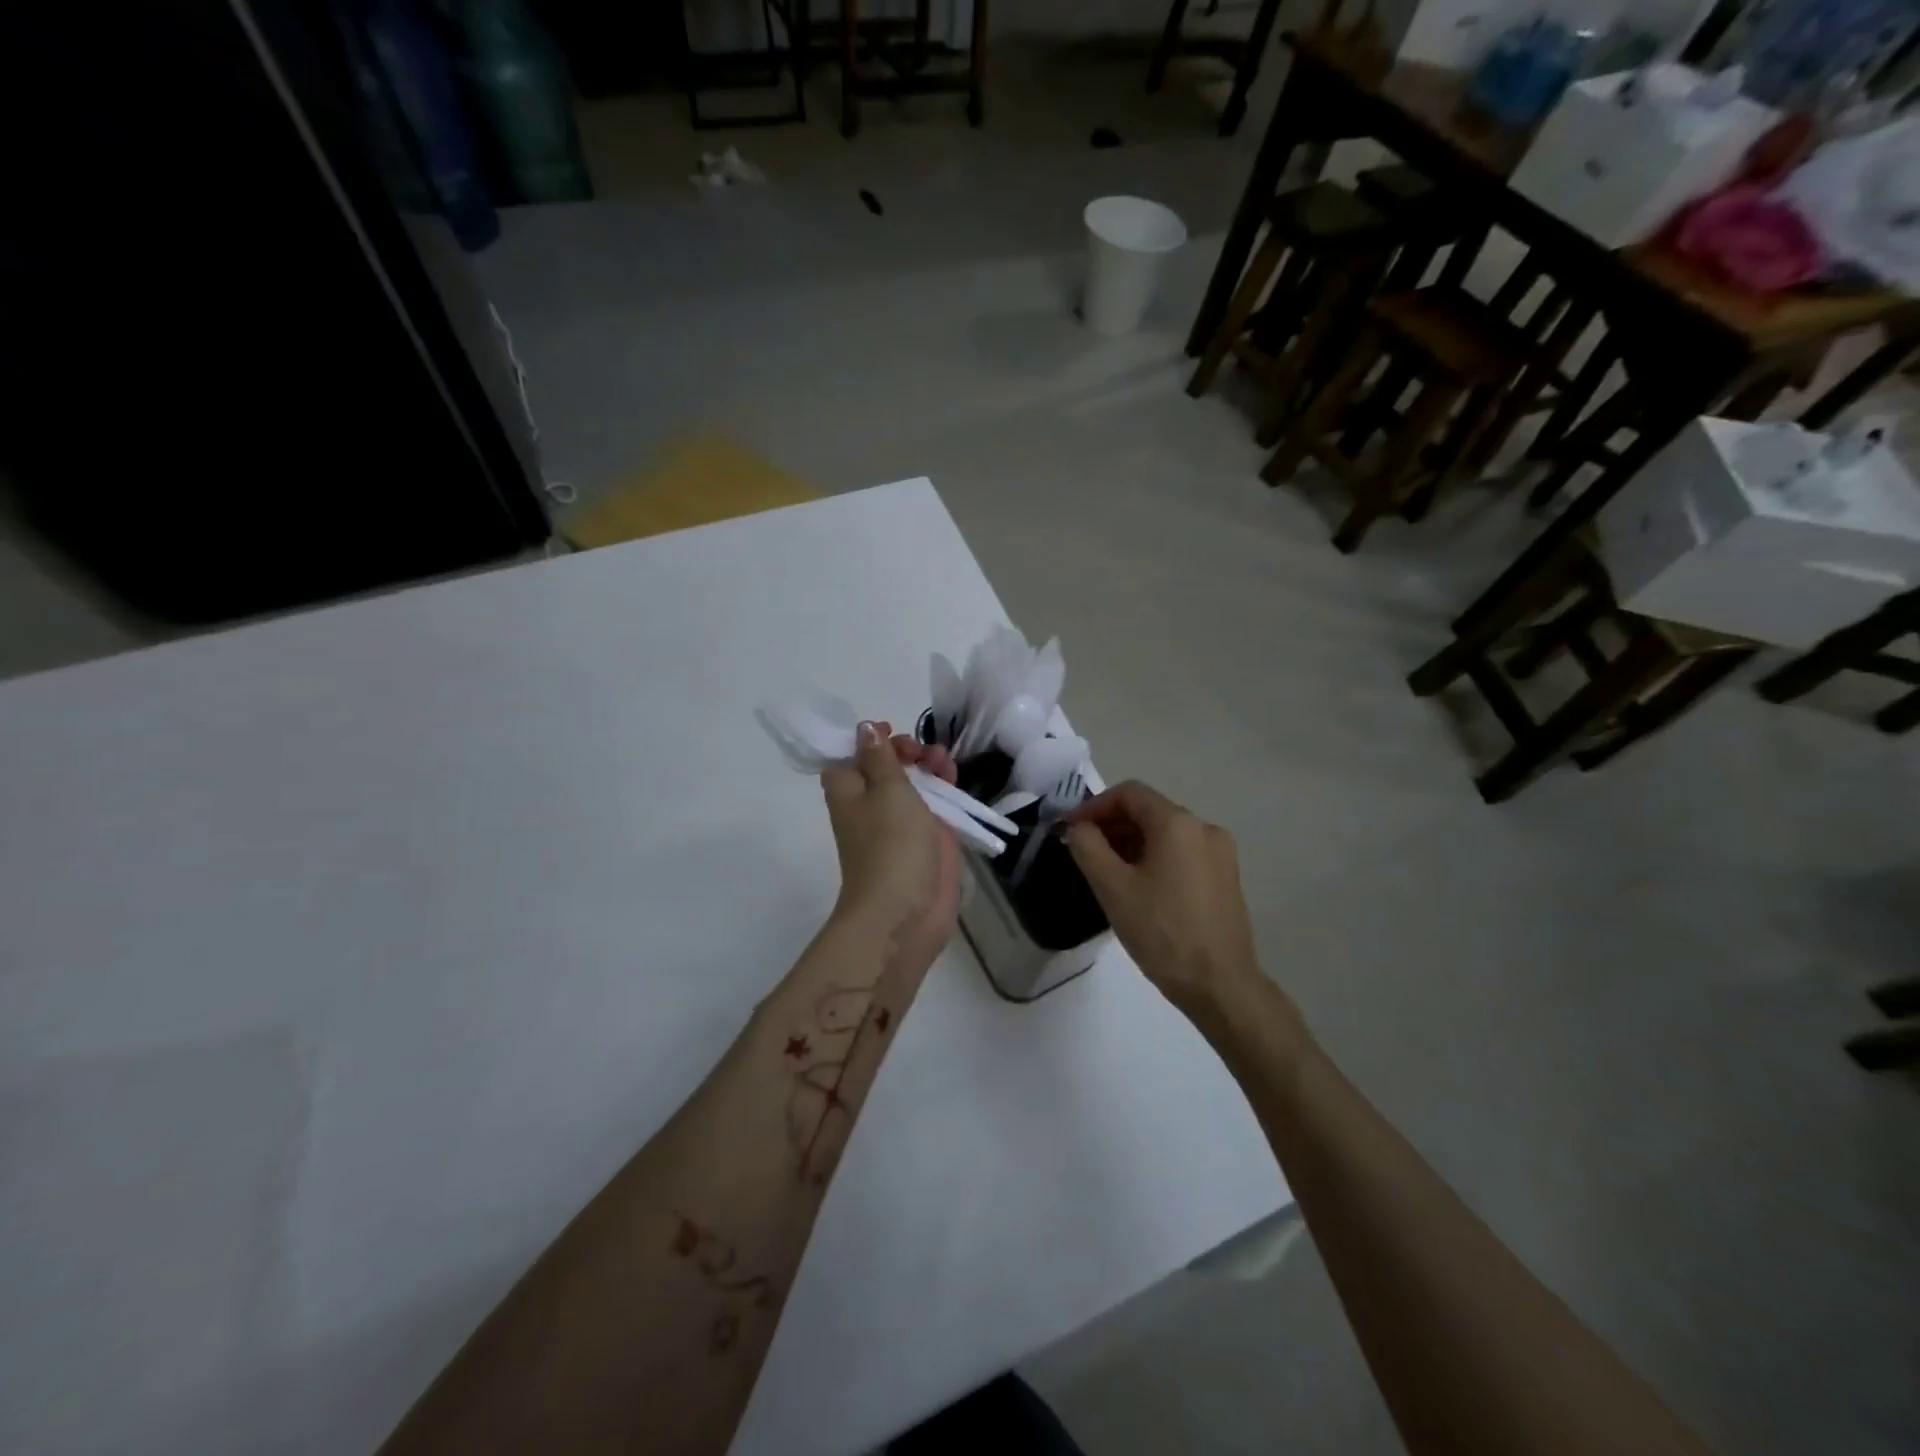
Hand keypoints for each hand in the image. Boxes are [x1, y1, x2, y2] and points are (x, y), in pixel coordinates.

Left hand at [820, 722, 960, 983]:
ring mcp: (900, 822)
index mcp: (848, 791)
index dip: (865, 740)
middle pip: (884, 767)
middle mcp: (870, 803)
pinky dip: (943, 787)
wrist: (905, 912)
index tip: (888, 729)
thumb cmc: (890, 844)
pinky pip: (934, 804)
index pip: (848, 756)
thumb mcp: (886, 790)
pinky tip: (954, 775)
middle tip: (918, 750)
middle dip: (903, 750)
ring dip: (927, 765)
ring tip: (942, 760)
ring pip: (913, 783)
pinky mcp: (926, 838)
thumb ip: (881, 757)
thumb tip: (864, 729)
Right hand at [1064, 781, 1259, 1012]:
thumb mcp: (1112, 888)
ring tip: (1106, 872)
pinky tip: (1138, 887)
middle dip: (1112, 825)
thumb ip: (1088, 847)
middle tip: (1083, 851)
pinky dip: (1154, 858)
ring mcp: (1221, 854)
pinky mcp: (1226, 878)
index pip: (1129, 793)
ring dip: (1131, 842)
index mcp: (1178, 823)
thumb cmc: (1162, 932)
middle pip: (1149, 811)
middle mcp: (1204, 828)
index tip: (1070, 830)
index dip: (1094, 806)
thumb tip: (1079, 828)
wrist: (1221, 985)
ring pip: (1165, 834)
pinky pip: (1182, 853)